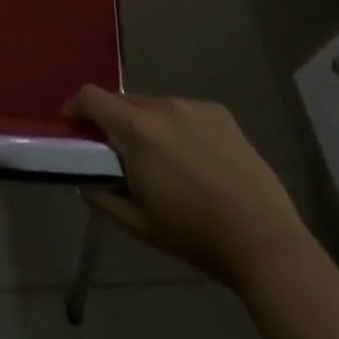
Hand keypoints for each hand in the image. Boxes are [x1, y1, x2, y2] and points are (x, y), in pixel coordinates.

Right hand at [66, 85, 314, 289]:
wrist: (265, 241)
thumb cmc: (194, 236)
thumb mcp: (139, 225)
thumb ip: (103, 198)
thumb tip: (85, 183)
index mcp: (137, 130)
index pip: (92, 97)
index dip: (76, 107)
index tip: (74, 125)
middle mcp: (164, 107)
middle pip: (123, 101)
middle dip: (113, 121)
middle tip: (118, 154)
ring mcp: (195, 107)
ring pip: (155, 106)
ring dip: (146, 124)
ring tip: (160, 159)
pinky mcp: (221, 114)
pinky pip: (184, 112)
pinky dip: (176, 127)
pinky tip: (193, 159)